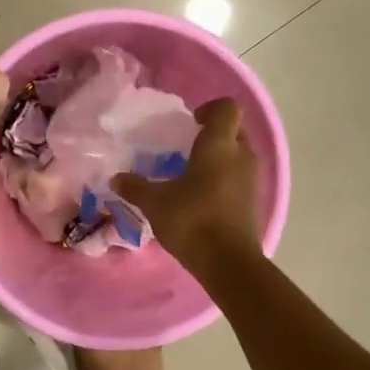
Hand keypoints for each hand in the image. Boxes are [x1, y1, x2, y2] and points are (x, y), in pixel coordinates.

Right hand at [112, 97, 261, 272]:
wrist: (228, 262)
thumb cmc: (192, 219)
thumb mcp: (155, 202)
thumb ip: (135, 187)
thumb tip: (116, 178)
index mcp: (220, 144)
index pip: (226, 107)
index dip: (209, 108)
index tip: (190, 122)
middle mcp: (242, 155)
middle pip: (235, 130)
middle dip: (214, 134)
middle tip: (187, 146)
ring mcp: (252, 179)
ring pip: (239, 155)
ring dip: (220, 158)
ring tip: (192, 173)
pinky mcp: (254, 201)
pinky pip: (240, 178)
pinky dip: (225, 180)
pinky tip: (202, 197)